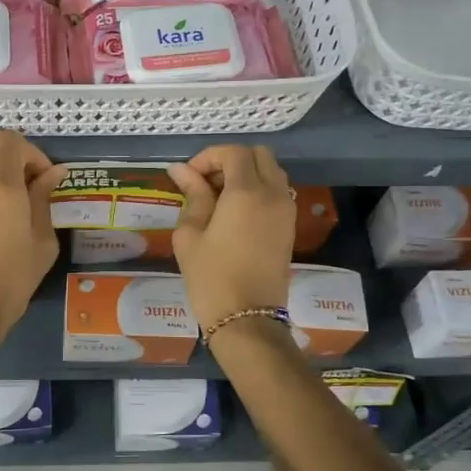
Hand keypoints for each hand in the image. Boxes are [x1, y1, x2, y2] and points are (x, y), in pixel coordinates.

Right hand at [166, 145, 294, 332]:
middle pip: (259, 155)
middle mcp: (273, 194)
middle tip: (206, 183)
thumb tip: (181, 170)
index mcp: (247, 192)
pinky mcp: (289, 226)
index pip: (233, 152)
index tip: (188, 177)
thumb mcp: (190, 234)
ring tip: (218, 199)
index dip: (208, 157)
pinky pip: (277, 192)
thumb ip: (192, 195)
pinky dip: (258, 190)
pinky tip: (234, 213)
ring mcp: (286, 210)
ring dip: (247, 174)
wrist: (247, 318)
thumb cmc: (211, 277)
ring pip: (272, 172)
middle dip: (231, 160)